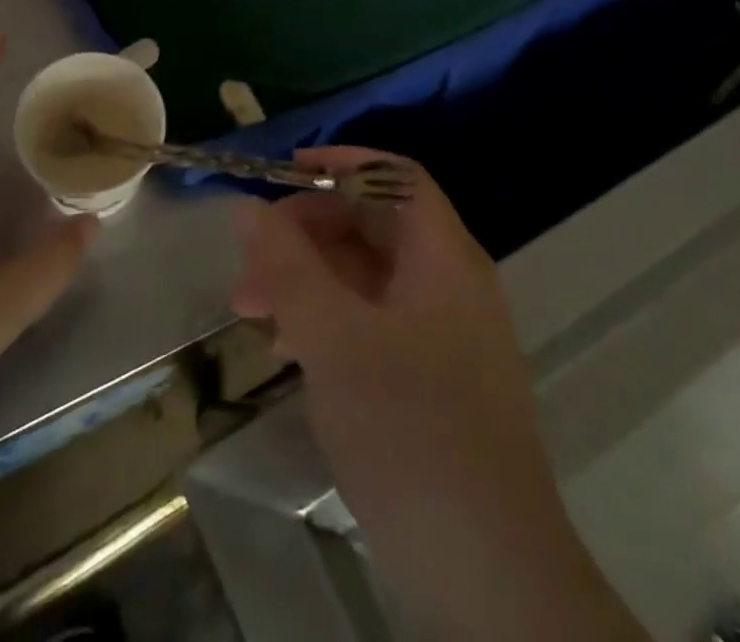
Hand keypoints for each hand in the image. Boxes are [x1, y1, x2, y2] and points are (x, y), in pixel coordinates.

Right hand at [232, 149, 643, 641]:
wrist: (491, 576)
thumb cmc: (411, 431)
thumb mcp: (334, 340)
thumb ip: (288, 268)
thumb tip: (250, 208)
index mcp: (442, 256)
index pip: (394, 176)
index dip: (341, 164)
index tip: (283, 175)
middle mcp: (449, 283)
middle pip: (373, 225)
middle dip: (306, 233)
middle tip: (249, 266)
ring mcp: (444, 334)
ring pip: (367, 277)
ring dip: (308, 281)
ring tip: (251, 312)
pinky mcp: (432, 379)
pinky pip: (372, 323)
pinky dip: (327, 322)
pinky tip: (288, 351)